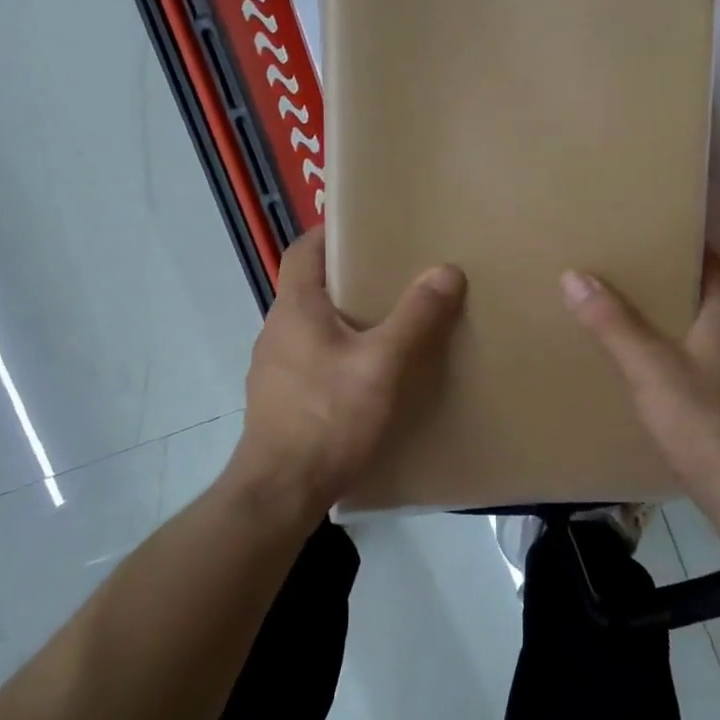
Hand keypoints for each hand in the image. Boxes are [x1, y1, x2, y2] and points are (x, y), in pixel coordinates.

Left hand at [237, 228, 465, 513]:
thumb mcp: (382, 365)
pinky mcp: (279, 397)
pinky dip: (335, 351)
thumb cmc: (328, 417)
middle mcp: (277, 328)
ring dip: (343, 317)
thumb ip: (415, 317)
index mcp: (295, 307)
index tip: (367, 228)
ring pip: (310, 324)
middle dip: (348, 276)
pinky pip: (309, 357)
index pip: (304, 249)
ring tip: (387, 322)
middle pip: (309, 285)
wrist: (280, 491)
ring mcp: (273, 366)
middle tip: (393, 274)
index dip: (330, 232)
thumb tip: (447, 271)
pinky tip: (365, 374)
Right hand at [562, 255, 719, 502]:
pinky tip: (650, 371)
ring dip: (670, 323)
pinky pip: (700, 366)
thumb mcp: (649, 368)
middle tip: (622, 274)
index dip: (682, 246)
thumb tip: (574, 275)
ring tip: (627, 318)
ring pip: (700, 335)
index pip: (709, 266)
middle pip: (701, 299)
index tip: (648, 234)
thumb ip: (613, 324)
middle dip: (666, 285)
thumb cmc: (702, 421)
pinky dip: (676, 357)